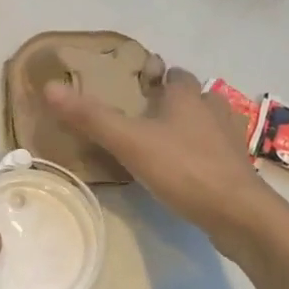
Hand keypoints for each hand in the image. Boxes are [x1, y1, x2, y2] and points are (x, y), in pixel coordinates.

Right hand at [44, 66, 273, 245]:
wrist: (239, 215)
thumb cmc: (183, 168)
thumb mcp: (129, 141)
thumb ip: (91, 117)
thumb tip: (49, 87)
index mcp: (188, 97)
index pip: (175, 74)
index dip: (158, 77)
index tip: (137, 88)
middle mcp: (213, 111)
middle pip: (195, 97)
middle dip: (175, 103)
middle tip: (146, 119)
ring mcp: (231, 141)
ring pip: (210, 123)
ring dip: (192, 128)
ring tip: (165, 144)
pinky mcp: (239, 170)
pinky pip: (218, 152)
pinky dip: (203, 155)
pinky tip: (187, 171)